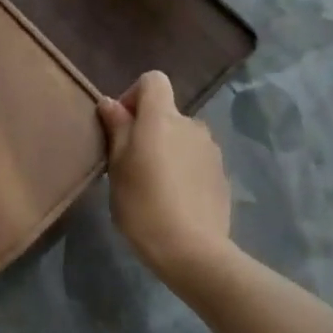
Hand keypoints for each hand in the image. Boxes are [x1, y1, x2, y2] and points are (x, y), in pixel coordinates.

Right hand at [98, 71, 234, 288]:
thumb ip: (117, 129)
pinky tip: (175, 200)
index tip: (121, 125)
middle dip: (148, 129)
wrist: (193, 251)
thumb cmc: (144, 205)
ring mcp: (211, 150)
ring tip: (155, 185)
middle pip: (167, 112)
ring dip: (168, 150)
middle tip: (131, 164)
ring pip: (182, 137)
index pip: (153, 80)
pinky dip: (184, 169)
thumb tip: (110, 103)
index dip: (134, 95)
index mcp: (162, 117)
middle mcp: (191, 124)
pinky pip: (196, 159)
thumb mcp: (117, 167)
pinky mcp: (221, 174)